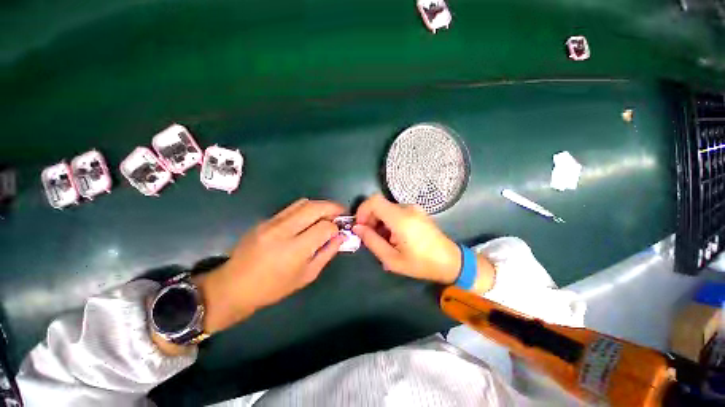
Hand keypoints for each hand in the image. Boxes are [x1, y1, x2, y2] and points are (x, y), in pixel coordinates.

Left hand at [196, 199, 344, 333]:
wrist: (234, 286)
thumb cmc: (273, 288)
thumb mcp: (307, 275)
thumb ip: (327, 253)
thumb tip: (341, 237)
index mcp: (294, 249)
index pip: (325, 227)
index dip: (336, 227)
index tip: (340, 231)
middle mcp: (283, 230)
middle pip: (315, 207)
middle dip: (333, 207)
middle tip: (341, 213)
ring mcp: (272, 222)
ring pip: (304, 203)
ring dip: (320, 205)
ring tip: (327, 214)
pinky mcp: (265, 220)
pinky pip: (292, 208)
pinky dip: (307, 209)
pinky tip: (310, 219)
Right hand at [353, 194, 461, 283]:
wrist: (450, 261)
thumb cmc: (421, 264)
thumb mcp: (392, 259)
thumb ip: (372, 241)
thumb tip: (357, 228)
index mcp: (401, 219)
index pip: (374, 201)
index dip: (362, 210)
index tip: (360, 226)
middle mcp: (407, 208)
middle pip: (379, 205)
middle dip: (370, 219)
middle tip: (369, 237)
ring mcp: (414, 208)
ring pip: (387, 208)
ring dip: (379, 221)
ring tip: (382, 240)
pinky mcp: (417, 211)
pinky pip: (396, 211)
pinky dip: (388, 221)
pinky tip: (393, 237)